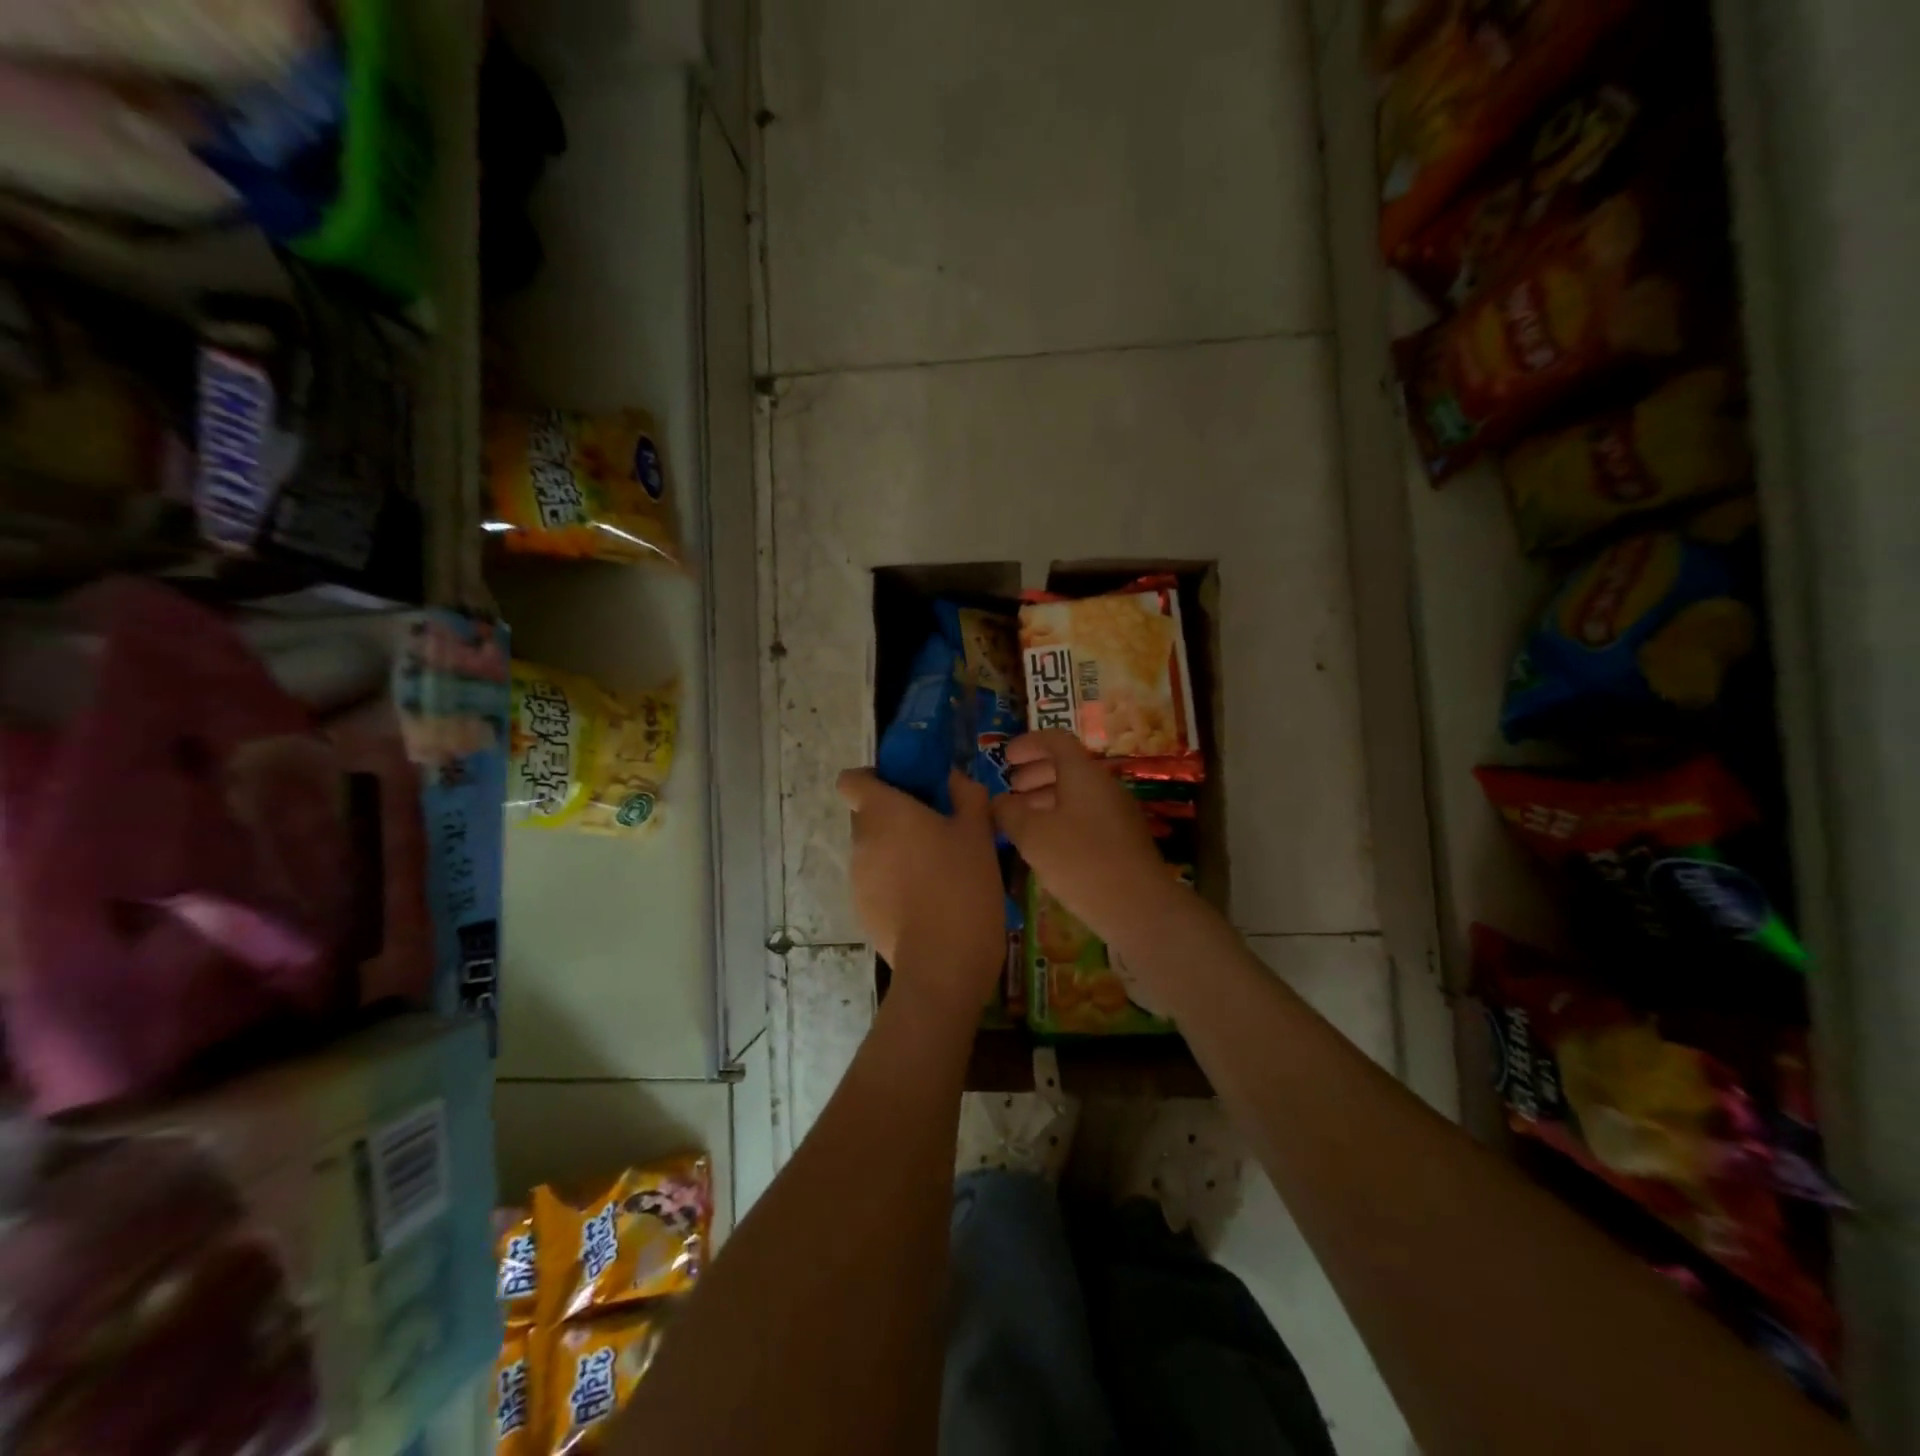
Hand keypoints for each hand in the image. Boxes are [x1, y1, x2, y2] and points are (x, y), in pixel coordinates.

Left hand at [836, 767, 1003, 1016]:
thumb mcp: (978, 833)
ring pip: (874, 852)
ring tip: (939, 870)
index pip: (851, 780)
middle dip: (896, 817)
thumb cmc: (961, 884)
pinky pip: (877, 884)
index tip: (907, 788)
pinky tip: (930, 902)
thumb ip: (966, 795)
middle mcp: (861, 841)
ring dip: (898, 852)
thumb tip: (954, 777)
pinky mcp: (863, 912)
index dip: (874, 779)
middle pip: (867, 816)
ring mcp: (857, 880)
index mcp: (882, 812)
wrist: (943, 962)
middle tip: (937, 828)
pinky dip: (897, 884)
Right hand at [991, 731, 1178, 948]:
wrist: (1138, 906)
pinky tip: (1046, 845)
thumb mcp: (1033, 835)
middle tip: (1011, 789)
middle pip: (1067, 767)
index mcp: (1083, 774)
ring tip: (1021, 819)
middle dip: (1035, 774)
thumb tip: (998, 802)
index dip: (1028, 744)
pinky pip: (1086, 817)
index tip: (1006, 757)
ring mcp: (1117, 814)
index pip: (1056, 740)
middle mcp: (1104, 787)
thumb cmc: (1080, 861)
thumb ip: (1009, 812)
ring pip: (1077, 795)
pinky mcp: (1122, 841)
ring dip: (1046, 799)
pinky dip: (1061, 819)